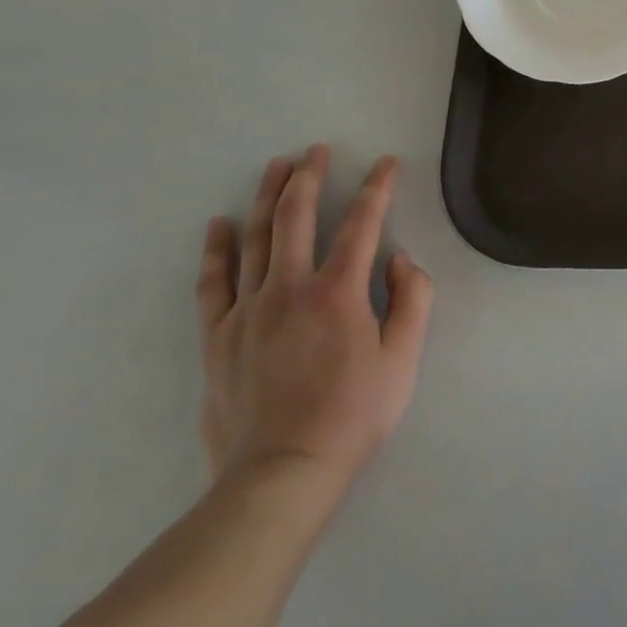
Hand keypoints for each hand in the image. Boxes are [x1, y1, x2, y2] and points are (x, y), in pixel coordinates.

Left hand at [196, 147, 433, 516]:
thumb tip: (400, 260)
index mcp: (338, 292)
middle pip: (297, 216)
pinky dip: (217, 250)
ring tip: (277, 166)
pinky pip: (214, 282)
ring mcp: (248, 310)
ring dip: (268, 196)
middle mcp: (290, 288)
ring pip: (257, 238)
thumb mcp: (403, 360)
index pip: (363, 223)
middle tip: (316, 150)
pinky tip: (220, 225)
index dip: (378, 188)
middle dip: (310, 176)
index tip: (386, 163)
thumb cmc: (352, 416)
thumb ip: (412, 300)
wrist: (280, 476)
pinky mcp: (219, 336)